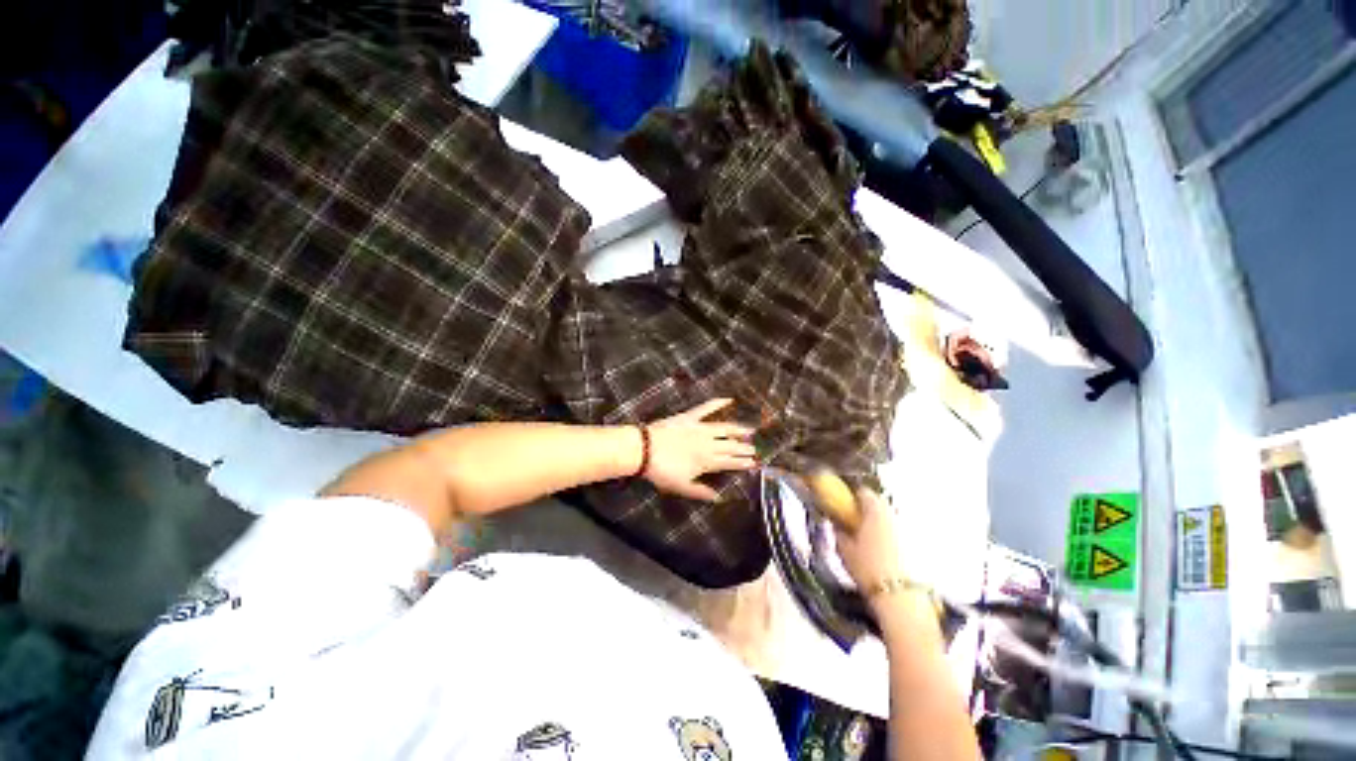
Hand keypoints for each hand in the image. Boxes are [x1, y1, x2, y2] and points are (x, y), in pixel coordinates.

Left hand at [643, 398, 756, 500]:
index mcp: (707, 462)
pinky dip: (717, 403)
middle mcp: (708, 444)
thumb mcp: (681, 486)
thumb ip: (701, 492)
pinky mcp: (690, 417)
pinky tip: (728, 399)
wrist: (644, 449)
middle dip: (744, 448)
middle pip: (730, 446)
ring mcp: (700, 428)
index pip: (730, 462)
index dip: (742, 463)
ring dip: (738, 429)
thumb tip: (718, 498)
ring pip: (724, 428)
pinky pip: (706, 408)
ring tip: (749, 430)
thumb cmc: (662, 471)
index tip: (754, 463)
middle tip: (755, 449)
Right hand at [833, 488, 905, 595]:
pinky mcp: (920, 544)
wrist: (902, 598)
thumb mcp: (844, 549)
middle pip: (879, 503)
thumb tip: (836, 523)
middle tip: (855, 521)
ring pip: (891, 517)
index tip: (843, 504)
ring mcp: (909, 528)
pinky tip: (886, 552)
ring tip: (871, 538)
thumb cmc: (868, 568)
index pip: (862, 491)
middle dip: (867, 508)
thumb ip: (838, 531)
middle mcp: (894, 513)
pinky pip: (901, 532)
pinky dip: (893, 536)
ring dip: (881, 522)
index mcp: (875, 509)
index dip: (851, 496)